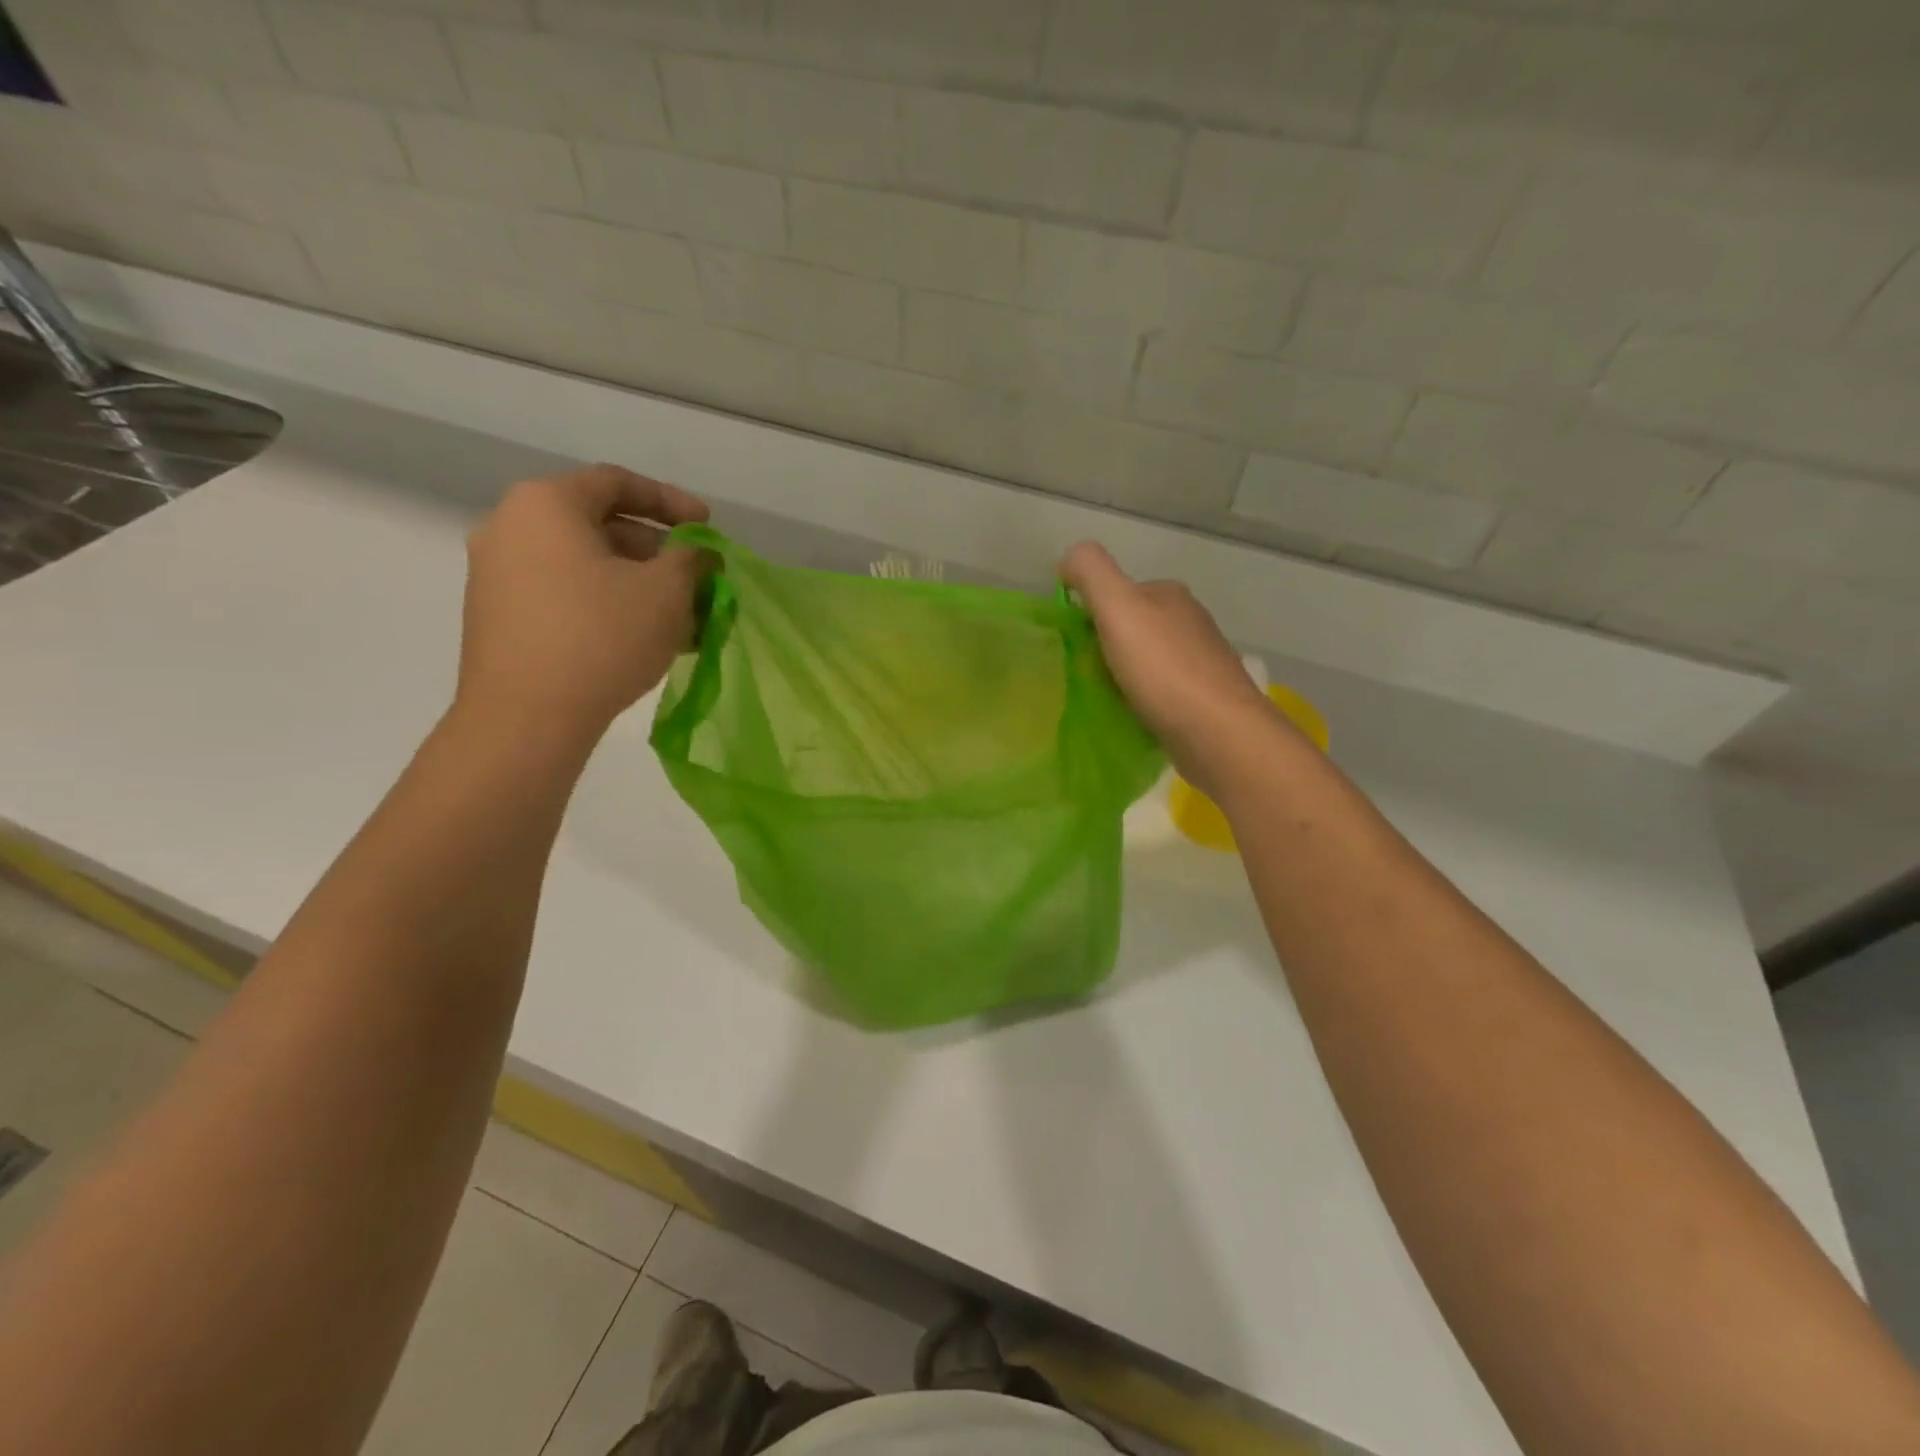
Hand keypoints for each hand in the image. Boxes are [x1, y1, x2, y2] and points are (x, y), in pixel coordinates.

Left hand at [456, 464, 709, 747]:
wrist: (525, 718)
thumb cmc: (601, 637)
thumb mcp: (666, 591)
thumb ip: (692, 559)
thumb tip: (699, 554)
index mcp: (545, 504)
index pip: (618, 483)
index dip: (672, 502)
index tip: (709, 527)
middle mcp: (510, 528)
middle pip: (600, 525)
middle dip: (658, 553)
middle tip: (697, 580)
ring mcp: (497, 575)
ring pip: (585, 566)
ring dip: (638, 584)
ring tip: (680, 618)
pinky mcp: (499, 617)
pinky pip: (565, 594)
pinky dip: (608, 604)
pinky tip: (643, 638)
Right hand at [1060, 541, 1280, 793]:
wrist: (1218, 733)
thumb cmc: (1163, 670)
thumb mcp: (1118, 607)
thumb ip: (1090, 573)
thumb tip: (1068, 560)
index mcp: (1169, 595)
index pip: (1118, 594)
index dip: (1090, 616)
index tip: (1073, 647)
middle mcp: (1190, 622)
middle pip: (1133, 628)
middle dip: (1107, 648)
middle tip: (1084, 676)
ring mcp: (1202, 662)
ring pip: (1147, 661)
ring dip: (1124, 675)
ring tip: (1105, 699)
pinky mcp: (1205, 700)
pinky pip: (1161, 691)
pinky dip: (1143, 699)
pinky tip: (1133, 716)